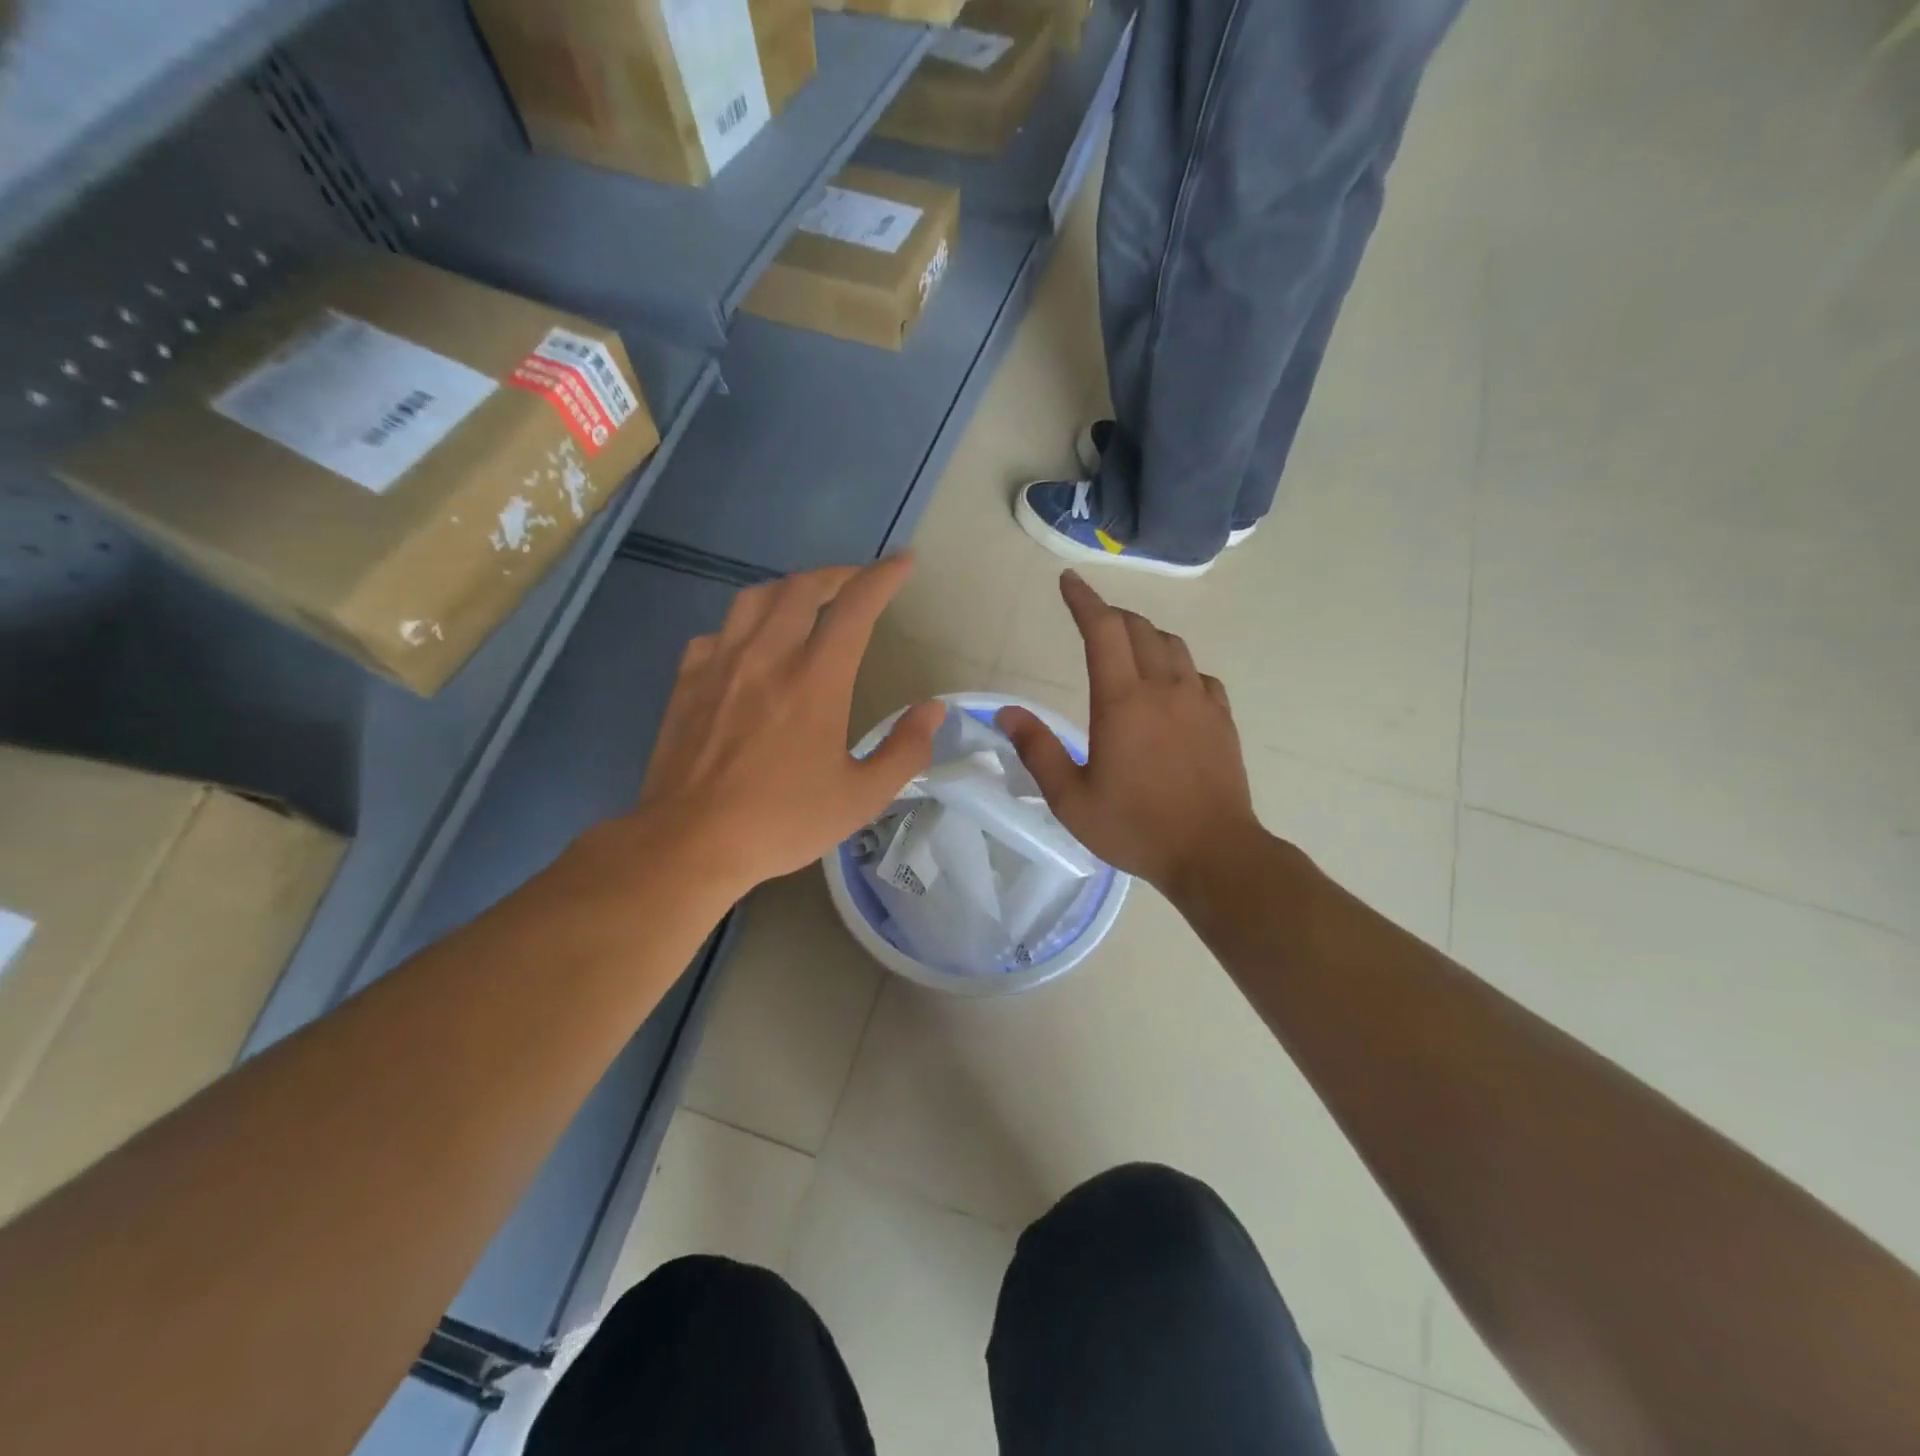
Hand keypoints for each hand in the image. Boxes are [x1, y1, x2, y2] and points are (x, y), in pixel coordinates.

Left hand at [637, 557, 943, 895]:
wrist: (689, 842)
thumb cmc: (781, 822)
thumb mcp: (860, 798)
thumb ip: (904, 751)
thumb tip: (932, 710)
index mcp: (815, 679)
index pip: (855, 606)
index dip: (883, 577)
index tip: (903, 562)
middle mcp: (767, 656)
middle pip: (804, 587)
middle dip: (838, 574)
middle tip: (859, 583)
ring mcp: (721, 664)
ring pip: (756, 598)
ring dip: (791, 589)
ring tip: (808, 601)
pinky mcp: (688, 680)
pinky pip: (719, 631)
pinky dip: (745, 624)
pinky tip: (750, 645)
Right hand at [996, 571, 1258, 893]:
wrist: (1214, 854)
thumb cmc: (1135, 827)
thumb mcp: (1071, 799)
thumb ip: (1037, 750)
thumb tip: (1006, 713)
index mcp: (1122, 701)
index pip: (1102, 630)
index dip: (1084, 600)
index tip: (1068, 581)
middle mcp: (1164, 688)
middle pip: (1139, 629)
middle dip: (1111, 614)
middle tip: (1091, 618)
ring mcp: (1199, 701)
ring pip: (1173, 646)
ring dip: (1145, 635)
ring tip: (1127, 645)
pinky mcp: (1222, 719)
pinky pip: (1199, 674)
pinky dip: (1178, 667)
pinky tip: (1171, 686)